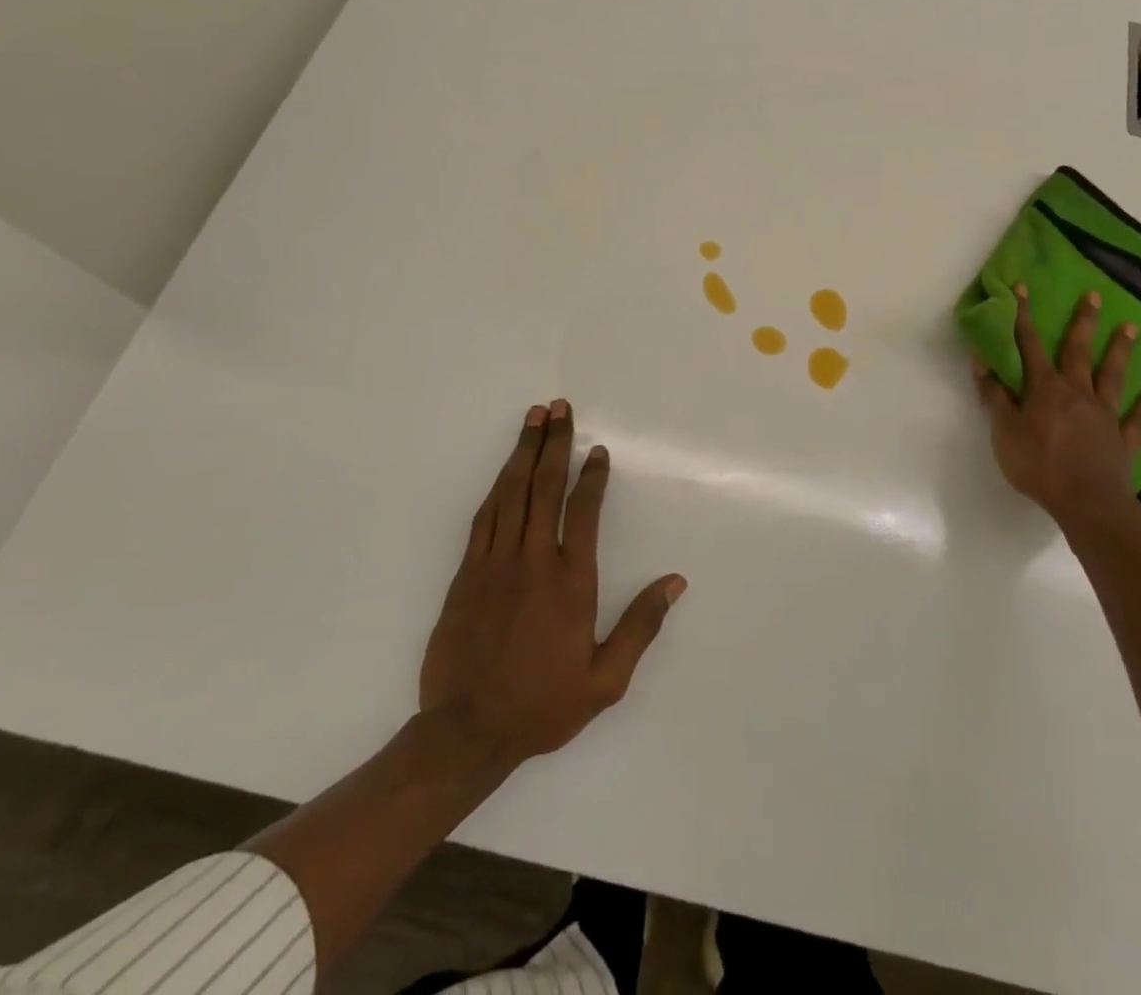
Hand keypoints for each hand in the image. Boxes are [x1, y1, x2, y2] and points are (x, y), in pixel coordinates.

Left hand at [419, 400, 685, 773]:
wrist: (465, 732)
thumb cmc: (542, 705)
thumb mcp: (605, 680)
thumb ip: (640, 626)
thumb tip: (675, 583)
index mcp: (570, 581)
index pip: (583, 511)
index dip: (592, 476)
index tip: (597, 451)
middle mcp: (533, 561)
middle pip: (544, 487)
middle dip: (554, 443)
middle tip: (560, 408)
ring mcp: (494, 563)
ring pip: (511, 493)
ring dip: (523, 453)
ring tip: (534, 419)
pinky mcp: (466, 573)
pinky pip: (484, 517)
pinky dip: (497, 487)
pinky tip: (505, 471)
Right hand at [973, 286, 1140, 539]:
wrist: (1086, 502)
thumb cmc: (1038, 465)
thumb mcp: (1003, 431)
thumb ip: (993, 395)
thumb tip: (980, 359)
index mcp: (1045, 389)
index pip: (1030, 345)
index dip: (1024, 317)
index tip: (1023, 289)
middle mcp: (1077, 392)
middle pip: (1078, 351)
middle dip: (1083, 322)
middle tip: (1095, 295)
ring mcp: (1104, 414)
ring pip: (1113, 375)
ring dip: (1120, 350)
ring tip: (1131, 327)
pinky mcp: (1124, 438)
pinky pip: (1140, 417)